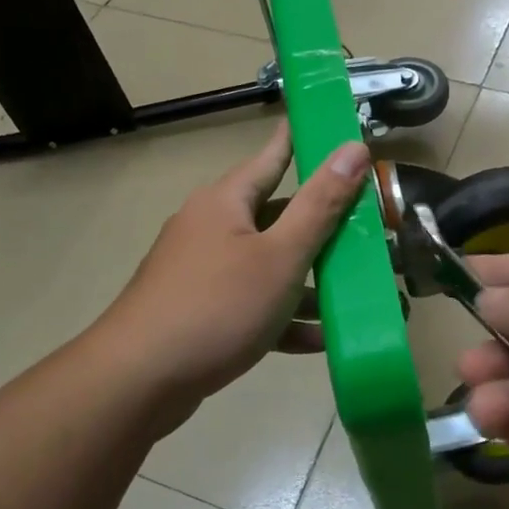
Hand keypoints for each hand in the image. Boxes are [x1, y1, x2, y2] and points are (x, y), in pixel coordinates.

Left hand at [97, 125, 369, 428]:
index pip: (274, 155)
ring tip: (359, 295)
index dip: (304, 141)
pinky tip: (321, 340)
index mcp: (227, 201)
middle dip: (324, 228)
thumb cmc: (216, 306)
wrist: (139, 381)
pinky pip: (253, 304)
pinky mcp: (202, 313)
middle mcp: (212, 228)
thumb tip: (353, 148)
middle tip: (369, 228)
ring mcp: (204, 272)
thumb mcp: (281, 255)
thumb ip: (320, 205)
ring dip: (311, 282)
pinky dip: (284, 317)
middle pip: (278, 217)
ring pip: (269, 266)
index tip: (333, 128)